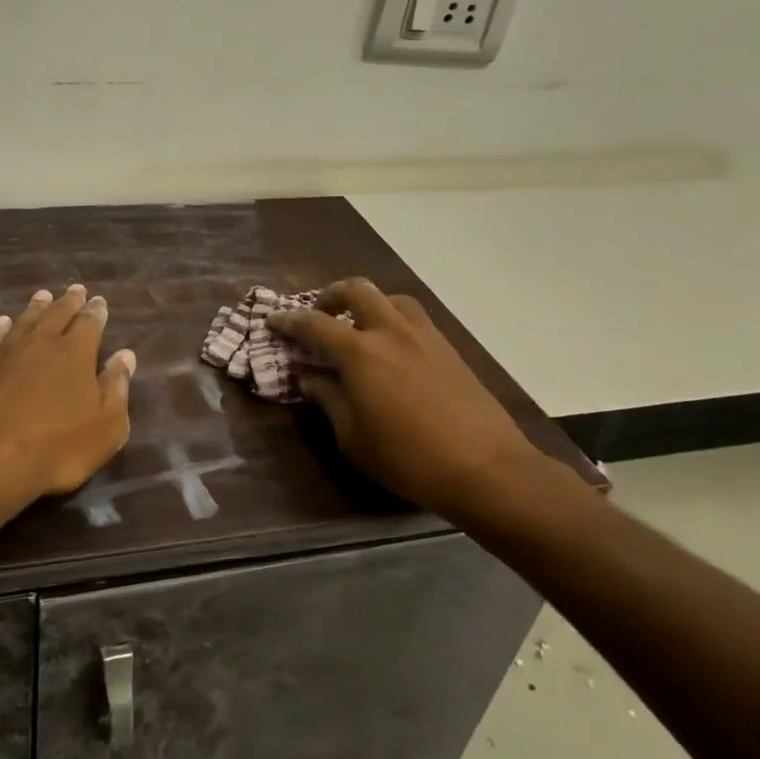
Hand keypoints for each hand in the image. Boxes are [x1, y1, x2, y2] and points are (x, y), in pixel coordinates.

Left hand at [0, 285, 135, 506]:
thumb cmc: (57, 447)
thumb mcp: (105, 427)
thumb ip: (116, 388)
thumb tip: (125, 355)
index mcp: (76, 353)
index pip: (89, 323)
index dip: (96, 312)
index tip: (99, 301)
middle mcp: (42, 343)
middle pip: (57, 314)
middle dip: (69, 301)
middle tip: (75, 289)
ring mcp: (7, 353)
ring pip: (25, 320)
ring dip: (36, 307)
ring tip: (43, 295)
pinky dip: (1, 328)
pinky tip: (2, 323)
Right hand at [270, 277, 548, 524]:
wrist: (487, 469)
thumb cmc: (407, 458)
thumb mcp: (352, 438)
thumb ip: (327, 400)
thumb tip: (308, 378)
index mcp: (360, 352)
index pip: (314, 325)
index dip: (289, 321)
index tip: (273, 321)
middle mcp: (391, 331)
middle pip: (356, 290)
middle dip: (331, 295)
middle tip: (319, 314)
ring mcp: (424, 336)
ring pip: (391, 297)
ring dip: (369, 303)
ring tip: (360, 326)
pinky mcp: (449, 349)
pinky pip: (415, 318)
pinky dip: (395, 319)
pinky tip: (394, 347)